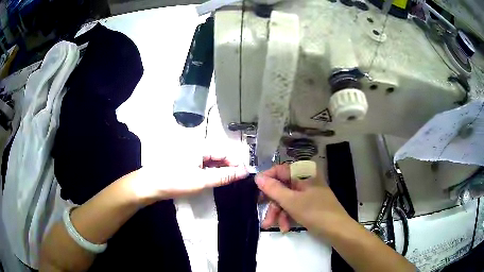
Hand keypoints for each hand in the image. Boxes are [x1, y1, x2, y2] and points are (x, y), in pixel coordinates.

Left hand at [131, 153, 249, 204]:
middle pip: (217, 156)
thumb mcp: (202, 180)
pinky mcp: (184, 164)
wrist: (149, 186)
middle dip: (228, 167)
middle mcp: (195, 148)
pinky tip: (212, 180)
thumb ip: (224, 176)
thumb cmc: (175, 181)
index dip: (236, 163)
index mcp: (200, 147)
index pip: (224, 152)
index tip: (245, 175)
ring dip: (219, 170)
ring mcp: (189, 156)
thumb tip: (244, 172)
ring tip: (228, 182)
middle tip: (238, 180)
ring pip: (210, 162)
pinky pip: (202, 166)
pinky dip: (209, 173)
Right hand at [255, 164, 350, 235]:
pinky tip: (286, 228)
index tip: (256, 193)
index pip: (279, 170)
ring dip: (279, 213)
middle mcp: (306, 180)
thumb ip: (273, 189)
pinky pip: (294, 206)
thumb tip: (257, 177)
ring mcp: (308, 193)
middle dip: (273, 204)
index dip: (266, 180)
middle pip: (282, 187)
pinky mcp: (310, 204)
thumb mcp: (291, 201)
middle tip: (265, 218)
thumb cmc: (315, 213)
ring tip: (275, 227)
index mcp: (304, 173)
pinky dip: (288, 216)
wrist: (337, 230)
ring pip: (287, 199)